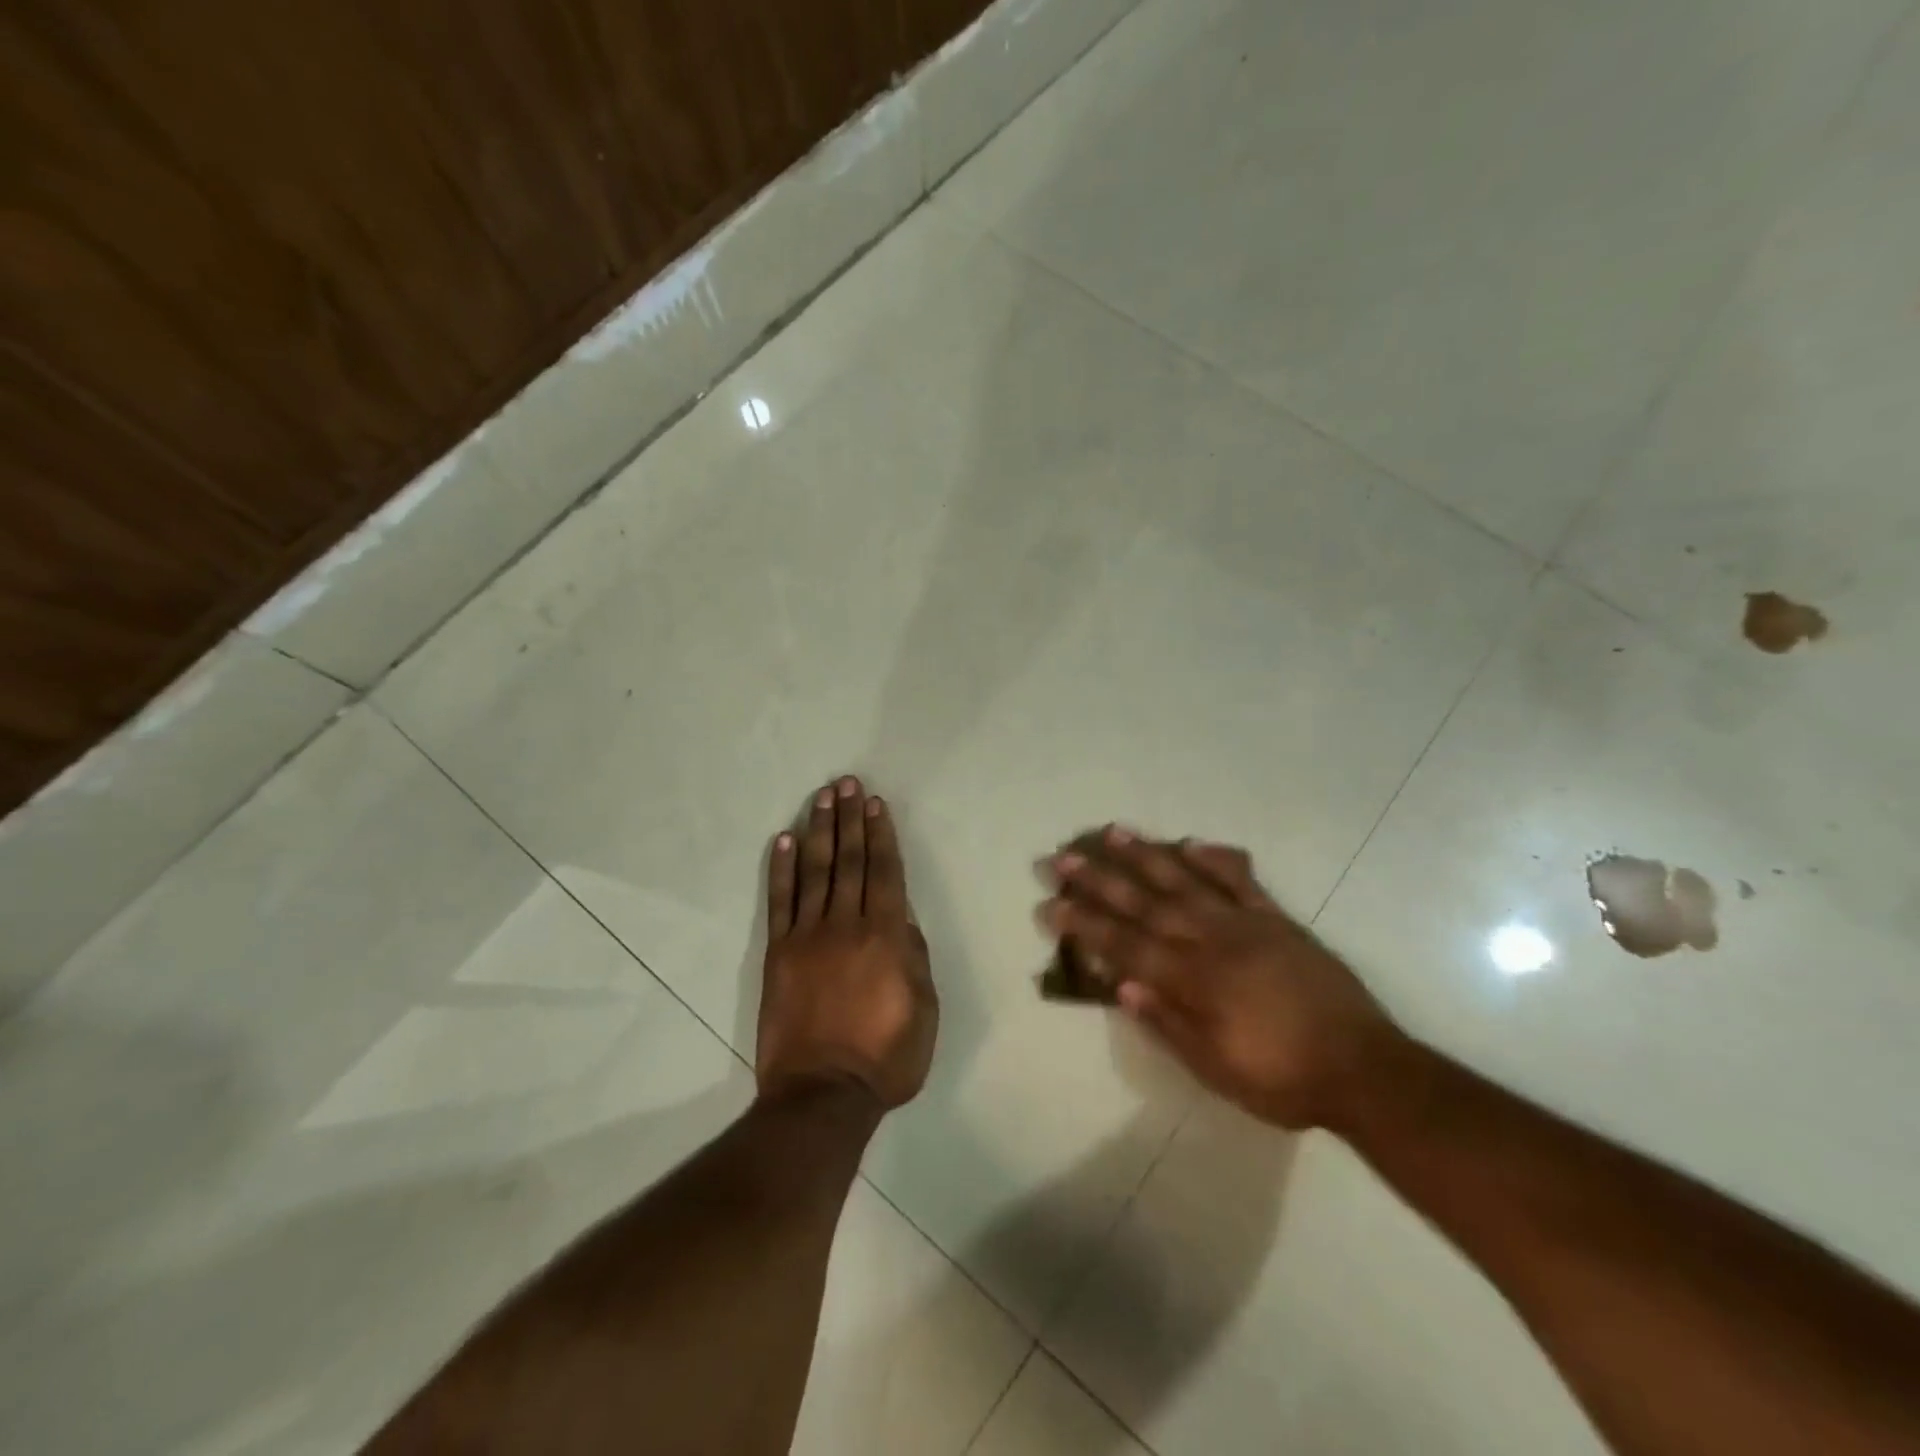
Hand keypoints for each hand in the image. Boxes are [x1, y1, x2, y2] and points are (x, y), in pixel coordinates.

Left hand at [758, 777, 936, 1110]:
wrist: (821, 1093)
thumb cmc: (886, 1056)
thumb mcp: (925, 1008)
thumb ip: (914, 955)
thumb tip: (902, 917)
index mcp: (886, 935)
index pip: (885, 871)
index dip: (881, 834)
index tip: (876, 804)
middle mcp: (846, 924)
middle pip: (850, 860)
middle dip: (850, 819)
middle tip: (848, 783)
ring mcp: (808, 935)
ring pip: (816, 871)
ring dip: (820, 831)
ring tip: (822, 798)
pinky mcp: (779, 952)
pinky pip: (780, 901)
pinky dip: (780, 868)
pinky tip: (783, 840)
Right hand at [1041, 827, 1402, 1130]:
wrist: (1364, 1070)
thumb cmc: (1281, 1079)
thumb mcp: (1216, 1069)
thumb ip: (1167, 1024)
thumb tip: (1121, 986)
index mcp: (1192, 982)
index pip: (1124, 945)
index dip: (1084, 924)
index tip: (1051, 904)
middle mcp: (1210, 942)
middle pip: (1144, 904)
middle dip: (1099, 880)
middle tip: (1064, 858)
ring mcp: (1245, 924)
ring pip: (1184, 881)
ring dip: (1145, 856)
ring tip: (1112, 833)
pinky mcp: (1277, 920)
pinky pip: (1241, 881)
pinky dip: (1215, 859)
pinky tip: (1189, 843)